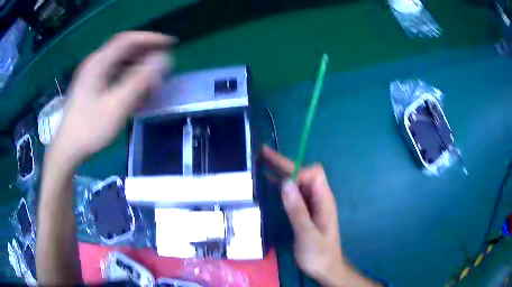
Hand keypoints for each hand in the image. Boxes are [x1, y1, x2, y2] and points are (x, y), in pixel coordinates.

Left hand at [51, 31, 174, 165]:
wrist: (67, 150)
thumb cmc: (89, 129)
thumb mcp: (116, 106)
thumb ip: (139, 81)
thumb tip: (162, 60)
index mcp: (98, 63)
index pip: (128, 40)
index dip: (150, 39)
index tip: (170, 44)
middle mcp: (95, 64)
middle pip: (124, 50)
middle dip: (146, 55)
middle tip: (163, 65)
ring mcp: (92, 76)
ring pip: (120, 64)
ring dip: (138, 69)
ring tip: (152, 82)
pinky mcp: (92, 88)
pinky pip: (114, 76)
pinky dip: (128, 79)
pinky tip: (135, 93)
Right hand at [263, 146, 377, 286]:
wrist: (325, 268)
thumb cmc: (319, 254)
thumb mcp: (307, 235)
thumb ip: (297, 210)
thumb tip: (286, 182)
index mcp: (324, 200)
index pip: (314, 174)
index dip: (298, 172)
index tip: (280, 180)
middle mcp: (318, 198)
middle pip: (304, 174)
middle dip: (284, 164)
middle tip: (262, 153)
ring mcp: (311, 205)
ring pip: (297, 183)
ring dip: (281, 173)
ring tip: (260, 164)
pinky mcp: (304, 212)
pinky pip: (293, 195)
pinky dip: (280, 187)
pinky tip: (267, 184)